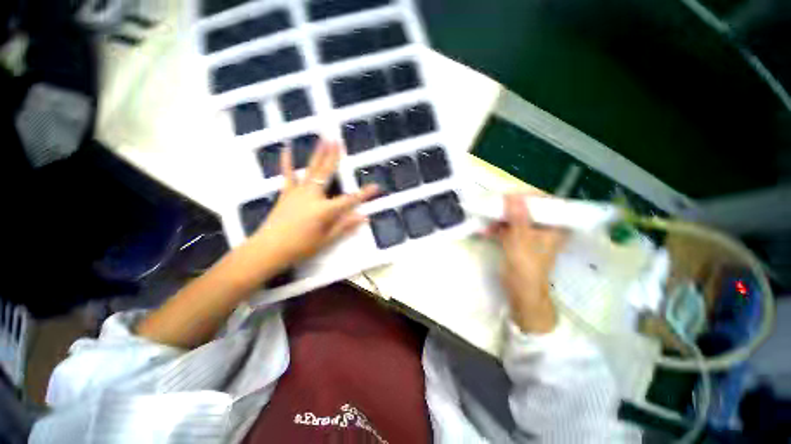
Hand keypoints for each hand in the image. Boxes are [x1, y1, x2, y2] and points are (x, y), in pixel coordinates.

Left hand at [252, 140, 377, 268]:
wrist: (269, 249)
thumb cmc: (301, 247)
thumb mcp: (326, 239)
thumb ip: (345, 226)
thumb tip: (364, 217)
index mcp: (325, 209)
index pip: (350, 199)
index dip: (365, 194)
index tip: (377, 187)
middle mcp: (313, 195)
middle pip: (327, 173)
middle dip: (334, 156)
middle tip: (338, 140)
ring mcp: (298, 192)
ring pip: (311, 169)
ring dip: (318, 153)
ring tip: (323, 139)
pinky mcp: (286, 193)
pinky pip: (288, 175)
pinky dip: (287, 162)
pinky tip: (287, 149)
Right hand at [487, 194, 565, 333]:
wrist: (521, 292)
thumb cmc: (526, 265)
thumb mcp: (521, 239)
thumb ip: (517, 216)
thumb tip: (513, 194)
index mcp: (555, 227)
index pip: (546, 203)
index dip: (529, 196)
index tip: (511, 195)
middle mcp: (545, 228)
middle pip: (528, 210)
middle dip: (509, 209)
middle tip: (494, 206)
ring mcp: (531, 235)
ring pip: (516, 219)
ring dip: (500, 220)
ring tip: (486, 222)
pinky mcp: (520, 242)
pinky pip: (509, 230)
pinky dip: (498, 230)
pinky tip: (485, 232)